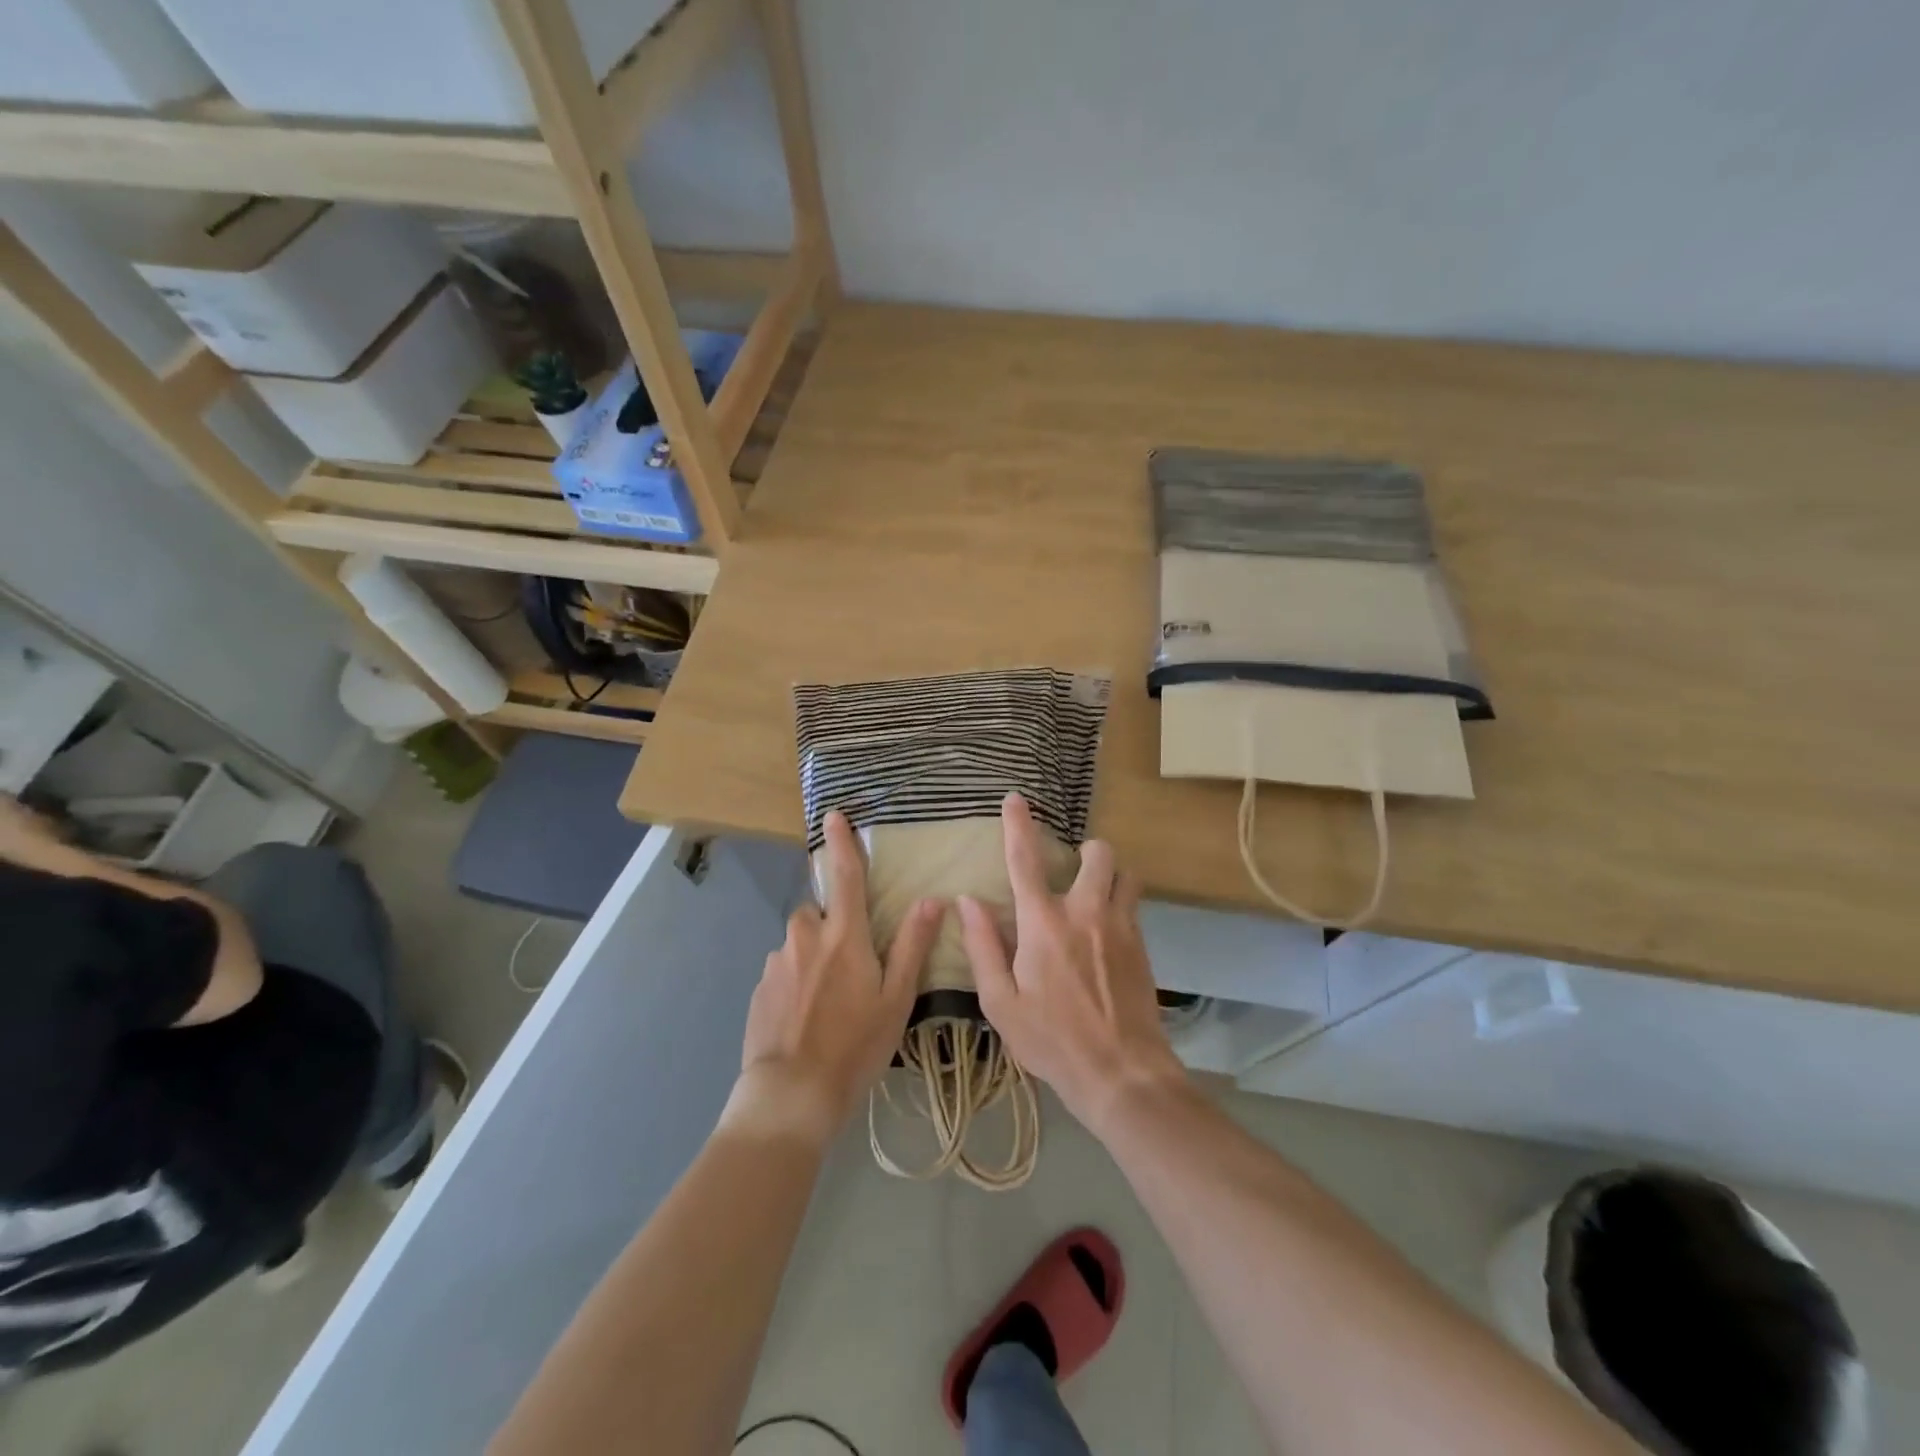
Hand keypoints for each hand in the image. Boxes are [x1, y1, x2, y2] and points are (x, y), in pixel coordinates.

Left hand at [732, 811, 944, 1142]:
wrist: (791, 1094)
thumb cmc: (855, 1045)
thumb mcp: (896, 998)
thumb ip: (912, 945)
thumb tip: (931, 899)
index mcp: (843, 935)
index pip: (844, 876)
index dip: (841, 843)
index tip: (833, 814)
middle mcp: (804, 937)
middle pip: (818, 914)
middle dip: (832, 928)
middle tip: (850, 970)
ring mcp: (776, 962)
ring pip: (799, 945)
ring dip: (812, 959)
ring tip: (828, 1005)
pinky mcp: (759, 988)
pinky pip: (782, 971)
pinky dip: (795, 983)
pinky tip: (805, 1020)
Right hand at [959, 794, 1188, 1137]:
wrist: (1122, 1073)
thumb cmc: (1051, 1041)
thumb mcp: (1001, 1002)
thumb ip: (983, 946)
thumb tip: (967, 901)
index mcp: (1042, 924)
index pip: (1025, 861)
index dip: (1017, 825)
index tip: (1014, 798)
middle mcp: (1085, 912)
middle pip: (1096, 854)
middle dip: (1085, 852)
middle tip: (1072, 873)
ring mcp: (1120, 926)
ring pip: (1125, 874)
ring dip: (1110, 875)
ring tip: (1095, 897)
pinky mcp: (1143, 945)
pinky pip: (1134, 905)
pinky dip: (1120, 903)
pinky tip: (1107, 935)